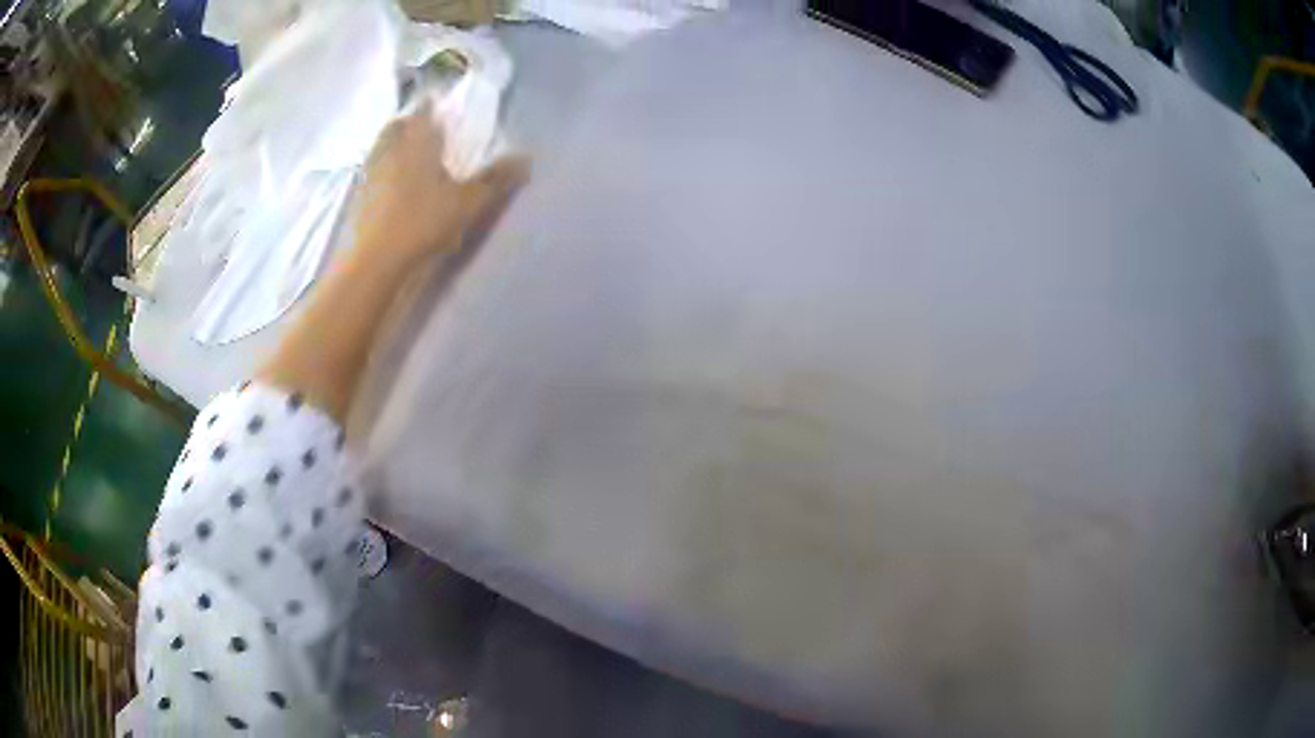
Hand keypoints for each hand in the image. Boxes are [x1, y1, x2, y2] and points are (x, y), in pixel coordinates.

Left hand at [355, 100, 528, 267]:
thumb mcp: (467, 203)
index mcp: (417, 143)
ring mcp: (369, 173)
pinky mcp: (358, 197)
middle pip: (397, 126)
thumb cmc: (422, 224)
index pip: (425, 112)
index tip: (440, 105)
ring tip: (407, 156)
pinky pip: (370, 171)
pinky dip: (381, 170)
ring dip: (393, 145)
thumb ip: (495, 179)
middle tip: (424, 130)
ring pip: (380, 147)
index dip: (433, 106)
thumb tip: (526, 157)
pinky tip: (390, 185)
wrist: (374, 261)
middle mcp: (390, 150)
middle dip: (410, 124)